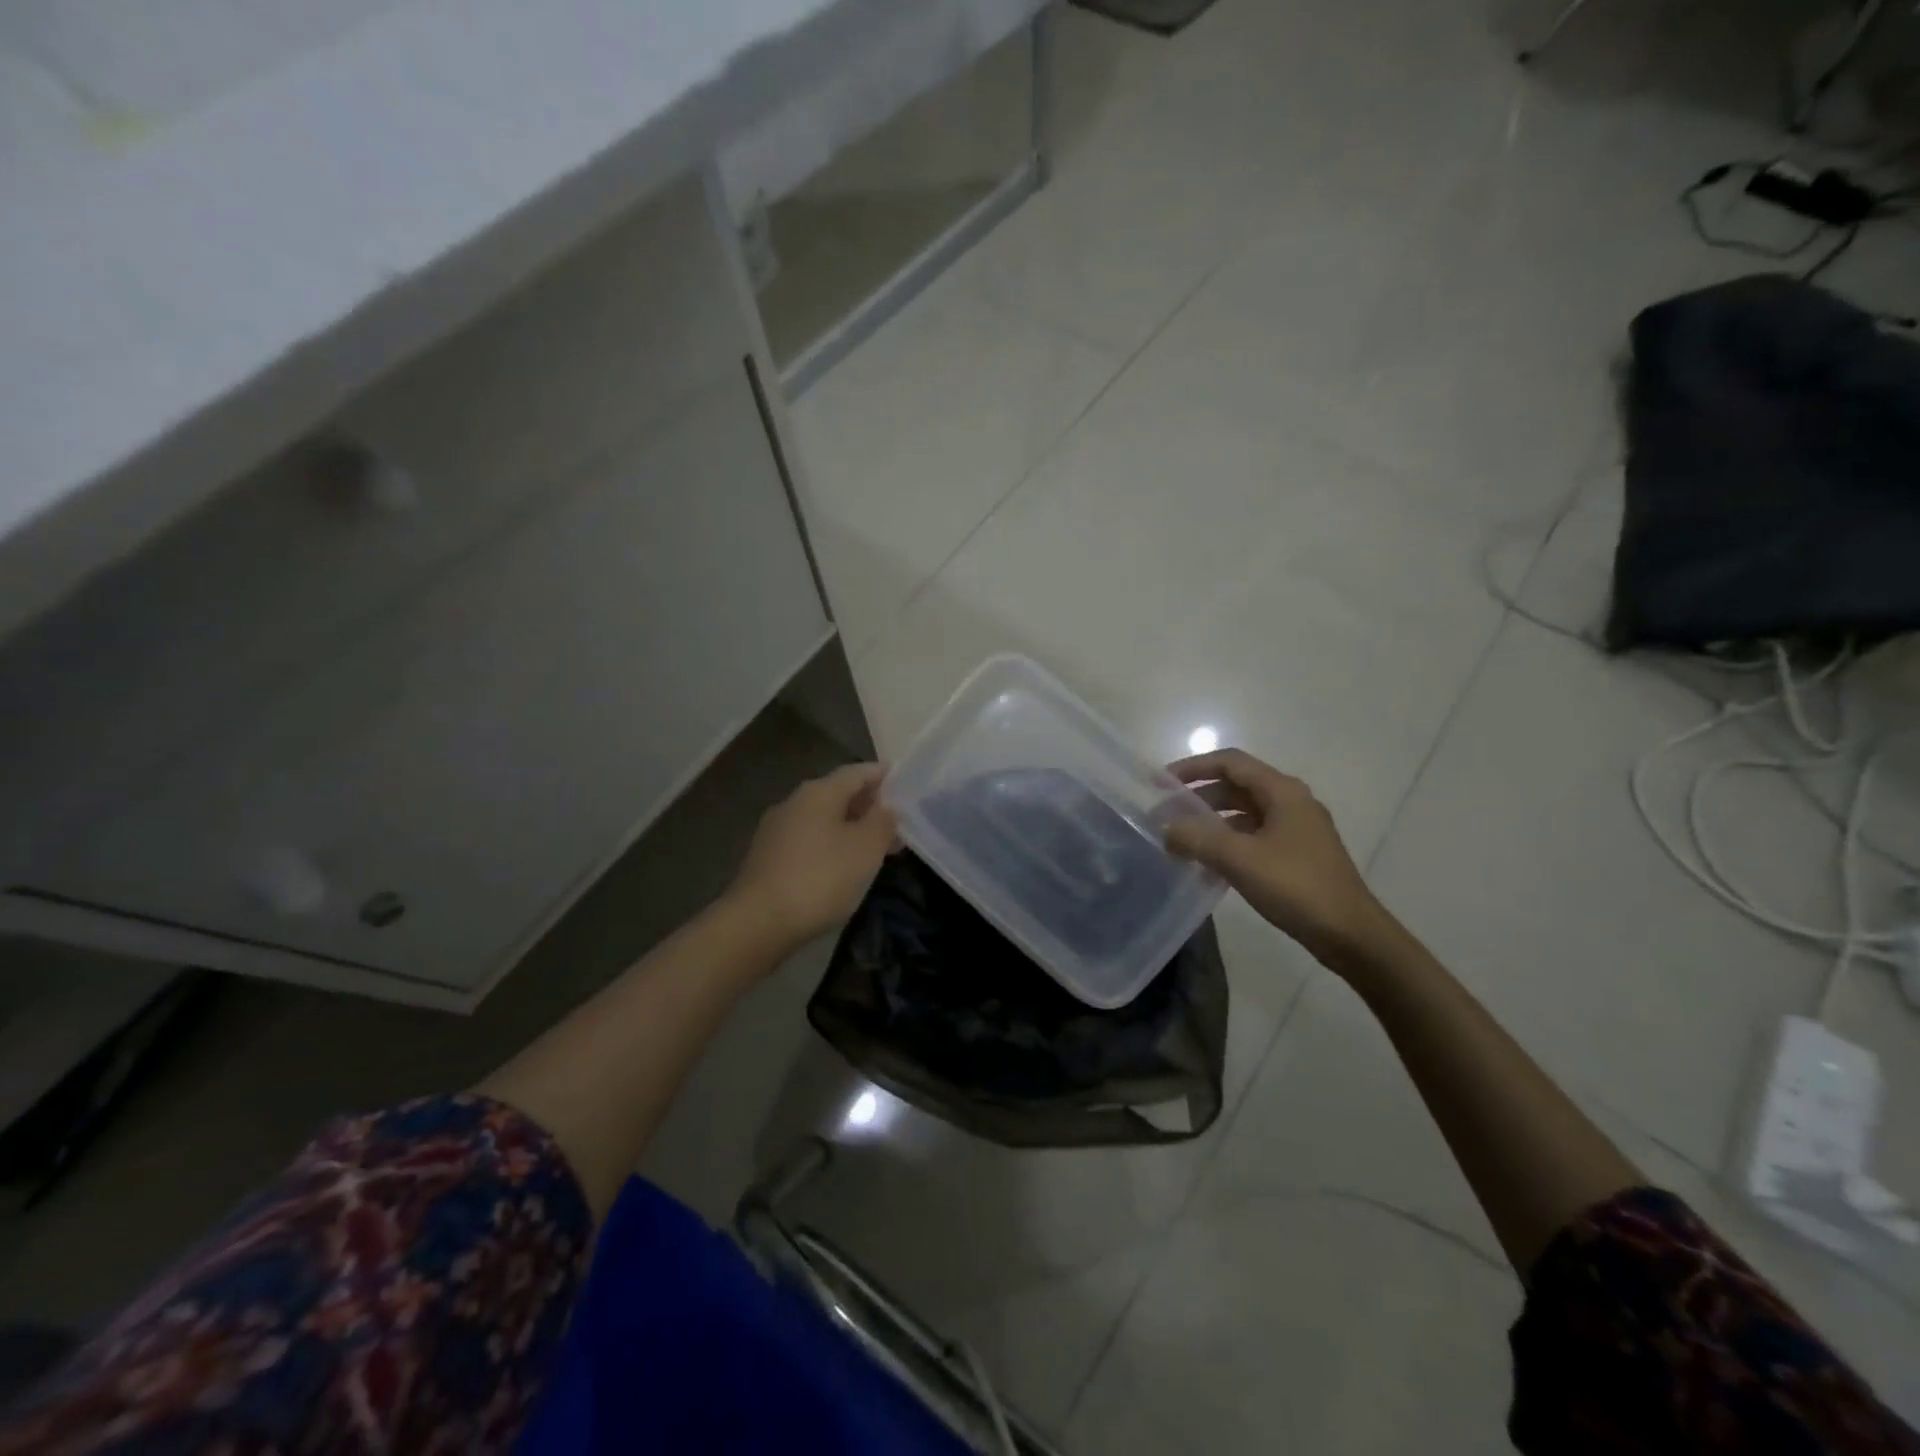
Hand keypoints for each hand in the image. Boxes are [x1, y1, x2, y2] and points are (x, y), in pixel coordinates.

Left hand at [724, 763, 896, 951]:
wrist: (758, 923)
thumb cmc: (820, 878)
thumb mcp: (865, 849)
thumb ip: (882, 822)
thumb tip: (887, 806)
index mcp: (818, 792)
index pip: (856, 772)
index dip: (881, 774)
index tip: (903, 780)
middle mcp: (794, 802)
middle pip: (837, 794)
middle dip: (867, 804)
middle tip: (895, 819)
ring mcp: (776, 830)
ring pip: (822, 819)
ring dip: (849, 827)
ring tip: (874, 845)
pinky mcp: (767, 858)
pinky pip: (808, 840)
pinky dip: (830, 844)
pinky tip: (842, 865)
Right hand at [1165, 748, 1394, 969]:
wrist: (1351, 935)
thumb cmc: (1296, 887)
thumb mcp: (1239, 859)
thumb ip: (1196, 838)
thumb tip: (1164, 828)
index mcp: (1282, 791)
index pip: (1230, 762)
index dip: (1193, 767)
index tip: (1161, 782)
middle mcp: (1291, 802)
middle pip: (1236, 786)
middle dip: (1198, 796)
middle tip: (1165, 814)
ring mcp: (1296, 829)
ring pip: (1244, 813)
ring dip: (1211, 821)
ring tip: (1180, 839)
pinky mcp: (1297, 855)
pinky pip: (1253, 836)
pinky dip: (1227, 842)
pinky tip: (1207, 863)